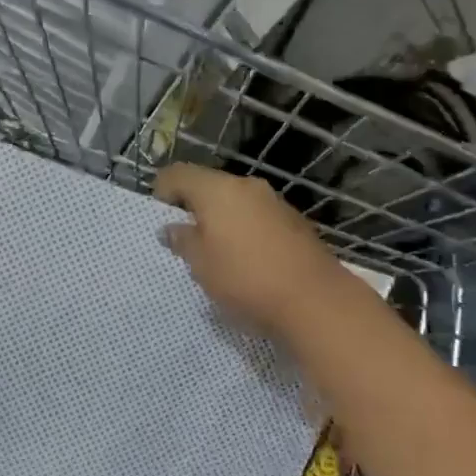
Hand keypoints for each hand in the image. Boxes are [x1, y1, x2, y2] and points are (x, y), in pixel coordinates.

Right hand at [154, 162, 368, 336]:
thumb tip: (172, 228)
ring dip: (221, 219)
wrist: (316, 301)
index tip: (159, 218)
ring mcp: (275, 202)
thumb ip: (182, 240)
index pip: (178, 174)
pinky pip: (257, 216)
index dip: (162, 191)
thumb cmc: (246, 279)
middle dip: (193, 207)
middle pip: (209, 185)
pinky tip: (247, 260)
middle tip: (185, 238)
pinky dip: (245, 229)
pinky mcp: (295, 222)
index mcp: (217, 189)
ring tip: (217, 252)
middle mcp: (246, 186)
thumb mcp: (200, 265)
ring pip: (235, 201)